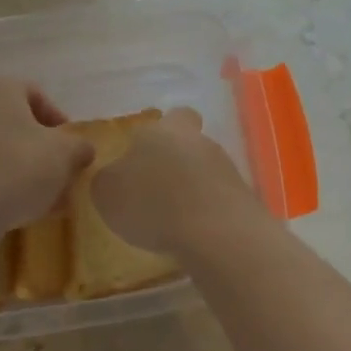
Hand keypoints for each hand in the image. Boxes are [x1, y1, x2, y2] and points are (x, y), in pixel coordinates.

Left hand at [0, 77, 95, 231]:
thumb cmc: (16, 169)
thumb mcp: (64, 155)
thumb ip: (79, 147)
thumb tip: (81, 150)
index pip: (36, 94)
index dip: (59, 121)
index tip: (72, 149)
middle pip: (14, 124)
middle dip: (39, 150)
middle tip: (58, 175)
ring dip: (19, 170)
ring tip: (40, 200)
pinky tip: (13, 210)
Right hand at [91, 107, 260, 254]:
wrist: (216, 234)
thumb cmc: (153, 204)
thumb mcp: (107, 193)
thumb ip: (108, 179)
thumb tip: (116, 177)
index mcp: (163, 130)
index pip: (172, 116)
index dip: (162, 132)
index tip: (146, 154)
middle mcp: (198, 141)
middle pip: (189, 143)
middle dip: (174, 163)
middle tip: (154, 190)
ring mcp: (226, 168)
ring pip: (204, 170)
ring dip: (191, 188)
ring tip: (173, 219)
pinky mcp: (243, 197)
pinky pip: (218, 198)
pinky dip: (206, 211)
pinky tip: (193, 232)